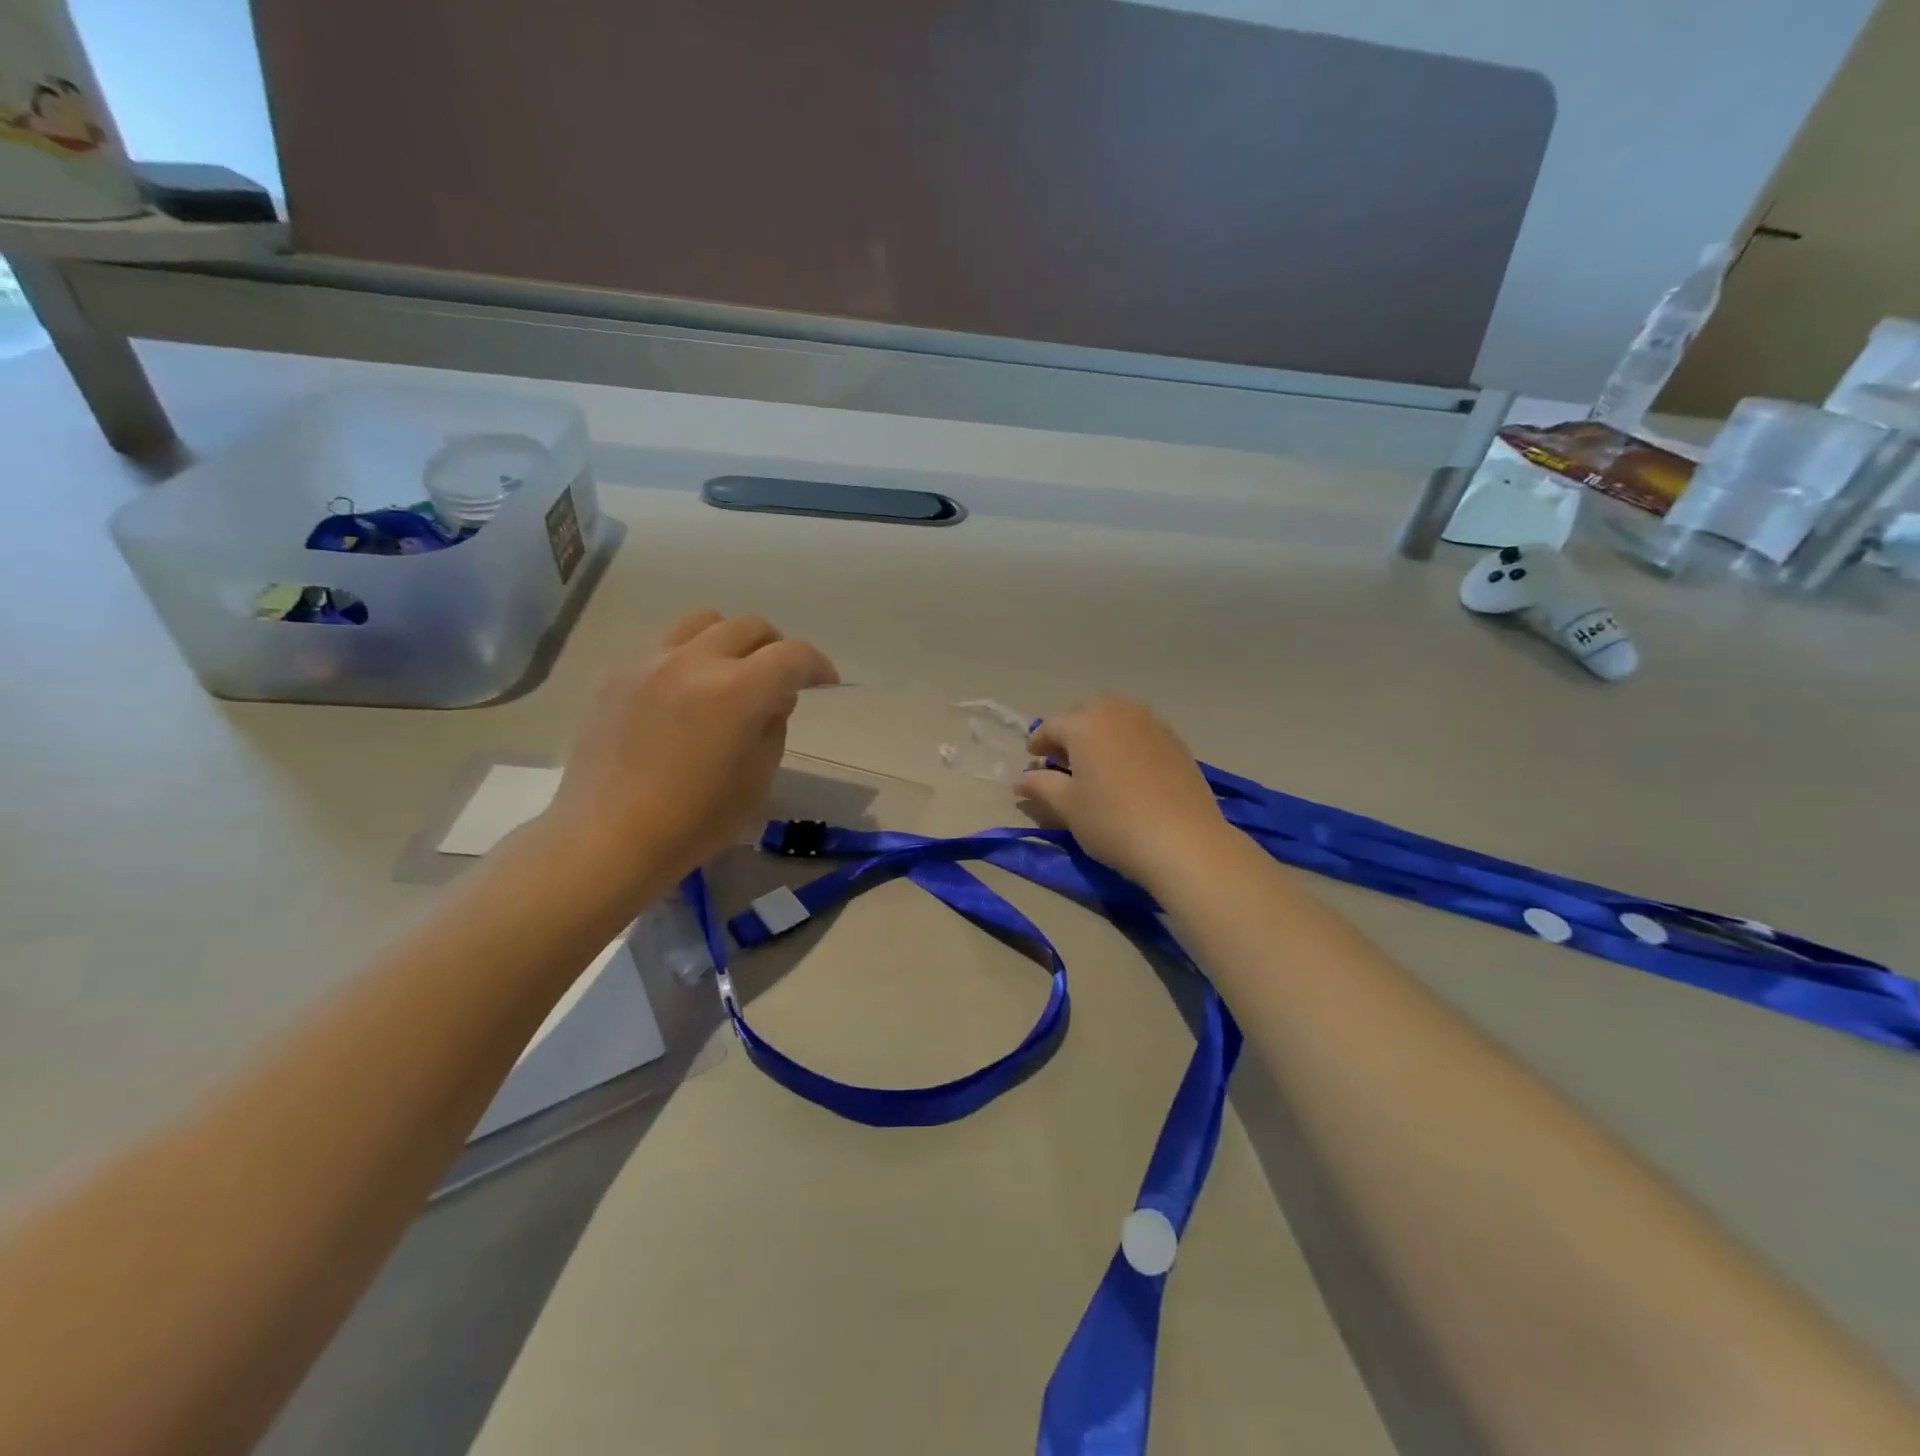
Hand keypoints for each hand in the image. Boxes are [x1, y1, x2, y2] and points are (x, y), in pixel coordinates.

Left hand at [539, 610, 836, 906]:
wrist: (606, 839)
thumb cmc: (693, 822)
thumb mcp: (758, 780)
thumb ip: (773, 727)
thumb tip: (772, 699)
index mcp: (737, 691)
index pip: (793, 656)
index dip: (818, 666)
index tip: (825, 683)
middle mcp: (694, 661)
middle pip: (750, 627)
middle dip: (777, 649)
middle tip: (779, 681)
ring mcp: (650, 662)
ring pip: (705, 622)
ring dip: (731, 641)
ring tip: (731, 674)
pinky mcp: (617, 674)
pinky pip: (665, 644)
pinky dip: (690, 656)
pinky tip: (685, 692)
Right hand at [1017, 696, 1231, 891]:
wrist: (1183, 841)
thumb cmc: (1113, 821)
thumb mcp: (1067, 806)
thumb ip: (1040, 786)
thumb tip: (1020, 780)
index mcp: (1085, 724)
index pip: (1052, 726)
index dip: (1038, 743)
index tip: (1032, 761)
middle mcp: (1118, 713)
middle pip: (1085, 712)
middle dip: (1069, 731)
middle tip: (1062, 760)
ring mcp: (1152, 724)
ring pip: (1116, 716)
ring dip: (1099, 731)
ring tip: (1095, 761)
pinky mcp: (1176, 742)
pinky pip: (1141, 730)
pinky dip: (1126, 740)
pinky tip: (1127, 768)